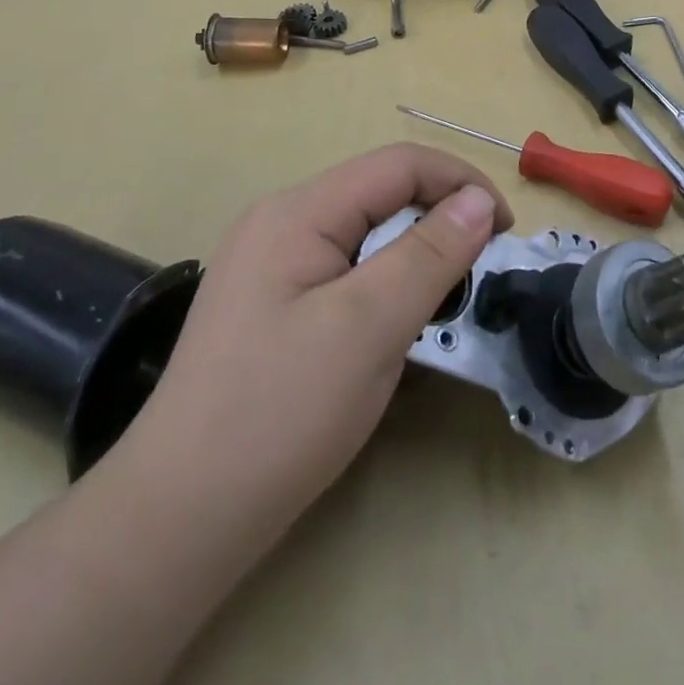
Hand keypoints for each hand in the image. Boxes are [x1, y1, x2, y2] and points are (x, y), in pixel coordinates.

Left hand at [113, 143, 511, 545]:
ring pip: (366, 233)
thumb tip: (480, 200)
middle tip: (475, 275)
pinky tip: (392, 328)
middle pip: (381, 193)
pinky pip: (346, 269)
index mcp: (298, 212)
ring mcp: (271, 264)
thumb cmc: (279, 414)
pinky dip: (384, 285)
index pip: (399, 165)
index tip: (504, 232)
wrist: (179, 519)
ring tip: (439, 305)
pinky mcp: (272, 303)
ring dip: (414, 256)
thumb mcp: (369, 326)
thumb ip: (430, 254)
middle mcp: (280, 223)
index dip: (461, 183)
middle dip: (439, 221)